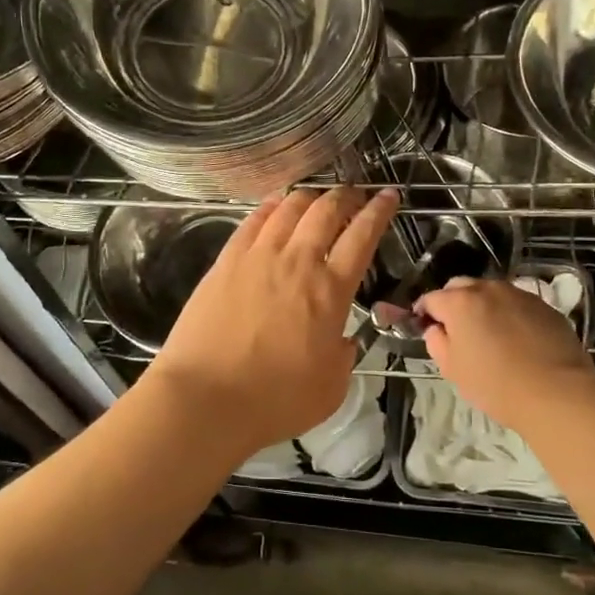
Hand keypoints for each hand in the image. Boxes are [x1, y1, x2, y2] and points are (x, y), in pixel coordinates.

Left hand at [145, 186, 398, 460]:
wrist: (206, 398)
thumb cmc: (275, 400)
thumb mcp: (331, 388)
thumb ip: (343, 356)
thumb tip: (343, 340)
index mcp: (331, 291)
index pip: (362, 237)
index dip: (378, 212)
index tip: (387, 196)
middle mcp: (298, 262)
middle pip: (326, 211)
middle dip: (345, 196)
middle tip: (353, 194)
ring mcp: (258, 256)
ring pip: (289, 208)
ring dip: (309, 197)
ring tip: (316, 197)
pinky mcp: (226, 261)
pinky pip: (253, 221)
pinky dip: (270, 206)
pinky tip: (275, 205)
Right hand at [414, 277, 594, 433]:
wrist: (557, 393)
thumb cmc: (495, 384)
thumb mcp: (452, 369)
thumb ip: (436, 342)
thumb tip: (437, 329)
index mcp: (459, 302)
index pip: (431, 298)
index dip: (424, 313)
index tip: (425, 328)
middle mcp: (488, 289)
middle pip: (460, 287)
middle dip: (453, 302)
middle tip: (456, 330)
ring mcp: (519, 294)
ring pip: (490, 292)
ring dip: (482, 306)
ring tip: (489, 333)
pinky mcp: (544, 305)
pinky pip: (516, 303)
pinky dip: (508, 313)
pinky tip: (516, 338)